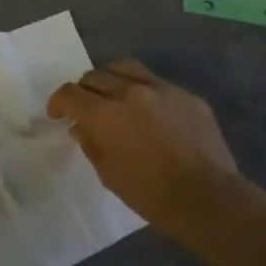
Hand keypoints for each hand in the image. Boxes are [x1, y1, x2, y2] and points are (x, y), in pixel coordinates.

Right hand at [47, 58, 240, 238]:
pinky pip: (157, 83)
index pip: (70, 93)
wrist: (207, 197)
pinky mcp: (187, 96)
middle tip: (86, 109)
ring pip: (125, 69)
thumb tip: (81, 127)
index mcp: (106, 114)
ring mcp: (162, 90)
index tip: (58, 115)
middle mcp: (131, 92)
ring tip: (113, 97)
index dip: (58, 102)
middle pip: (95, 76)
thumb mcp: (109, 174)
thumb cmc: (150, 194)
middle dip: (84, 91)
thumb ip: (91, 144)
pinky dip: (144, 92)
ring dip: (111, 79)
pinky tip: (150, 112)